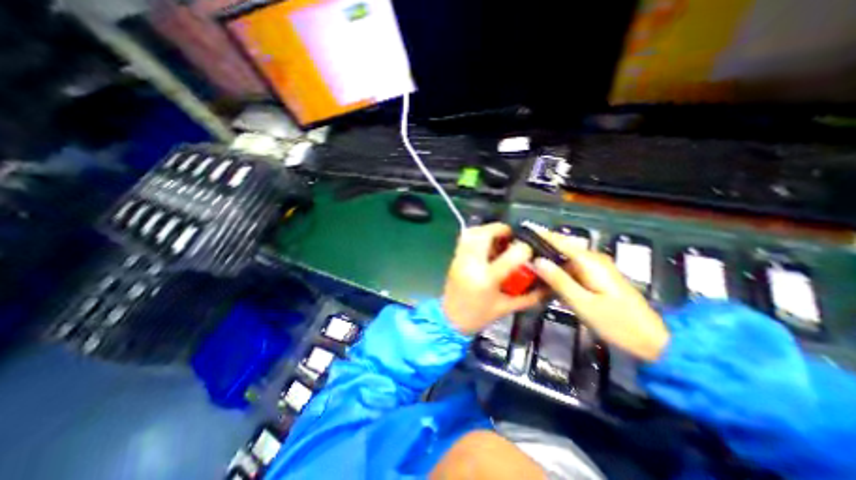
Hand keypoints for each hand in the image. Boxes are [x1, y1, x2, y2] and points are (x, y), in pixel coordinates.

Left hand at [445, 222, 543, 332]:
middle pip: (485, 234)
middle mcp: (471, 264)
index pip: (510, 255)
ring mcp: (460, 259)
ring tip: (499, 238)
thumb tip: (547, 285)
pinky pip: (464, 238)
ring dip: (488, 230)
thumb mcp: (506, 308)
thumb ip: (529, 296)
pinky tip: (486, 244)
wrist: (449, 320)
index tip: (529, 250)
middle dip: (501, 229)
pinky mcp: (454, 258)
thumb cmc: (478, 316)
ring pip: (472, 232)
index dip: (524, 249)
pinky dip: (476, 235)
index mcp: (487, 279)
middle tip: (511, 236)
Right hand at [532, 230, 672, 362]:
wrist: (654, 342)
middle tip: (519, 254)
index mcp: (590, 261)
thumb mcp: (584, 304)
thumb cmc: (618, 323)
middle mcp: (593, 259)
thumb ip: (559, 281)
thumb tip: (536, 261)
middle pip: (561, 248)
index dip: (540, 235)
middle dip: (541, 249)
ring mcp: (596, 268)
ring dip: (548, 261)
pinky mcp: (597, 278)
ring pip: (565, 259)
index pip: (560, 241)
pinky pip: (571, 269)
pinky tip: (546, 279)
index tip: (522, 232)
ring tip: (527, 265)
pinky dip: (558, 272)